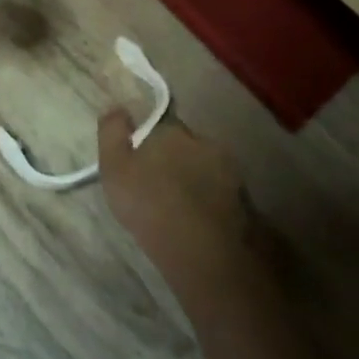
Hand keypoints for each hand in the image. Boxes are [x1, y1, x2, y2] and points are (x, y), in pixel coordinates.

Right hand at [98, 111, 253, 290]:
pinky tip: (199, 221)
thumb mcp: (115, 167)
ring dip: (194, 180)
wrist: (202, 250)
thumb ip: (113, 133)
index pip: (160, 126)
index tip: (140, 162)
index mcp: (172, 130)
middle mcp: (204, 142)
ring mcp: (229, 170)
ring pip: (205, 168)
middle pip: (185, 146)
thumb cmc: (150, 203)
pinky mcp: (245, 199)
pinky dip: (210, 201)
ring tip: (180, 207)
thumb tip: (117, 108)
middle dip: (174, 159)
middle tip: (159, 186)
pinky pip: (220, 193)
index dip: (149, 143)